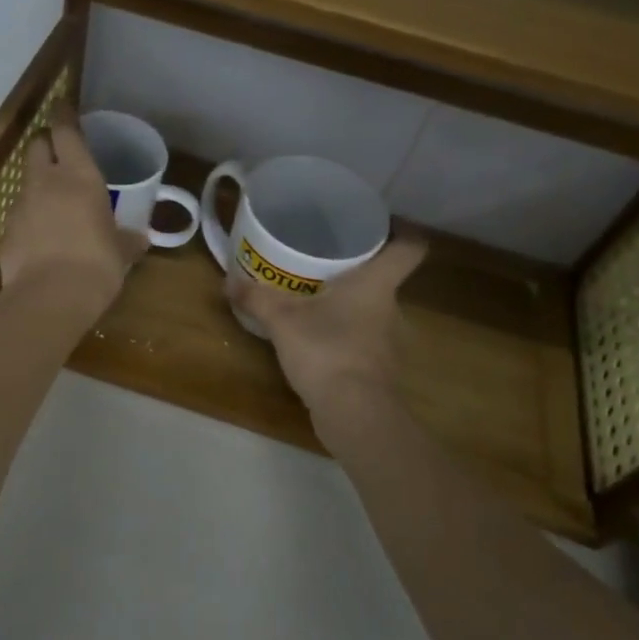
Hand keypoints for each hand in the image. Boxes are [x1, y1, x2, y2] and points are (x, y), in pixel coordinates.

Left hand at [0, 106, 147, 310]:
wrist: (50, 299)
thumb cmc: (97, 266)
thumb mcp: (121, 252)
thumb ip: (127, 240)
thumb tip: (140, 239)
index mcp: (79, 176)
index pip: (66, 132)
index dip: (63, 117)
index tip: (62, 108)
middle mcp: (45, 182)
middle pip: (36, 146)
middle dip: (46, 146)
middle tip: (60, 156)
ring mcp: (20, 206)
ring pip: (26, 182)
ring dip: (38, 186)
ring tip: (54, 206)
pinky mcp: (5, 232)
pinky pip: (18, 216)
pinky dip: (29, 220)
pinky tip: (41, 240)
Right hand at [225, 232, 427, 414]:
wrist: (354, 414)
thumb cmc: (327, 351)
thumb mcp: (282, 320)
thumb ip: (257, 299)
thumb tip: (228, 282)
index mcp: (377, 284)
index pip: (410, 247)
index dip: (403, 232)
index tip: (382, 225)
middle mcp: (391, 308)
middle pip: (385, 280)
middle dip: (358, 272)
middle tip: (326, 264)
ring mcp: (390, 342)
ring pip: (373, 312)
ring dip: (350, 308)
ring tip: (317, 302)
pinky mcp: (380, 370)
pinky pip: (364, 342)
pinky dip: (346, 337)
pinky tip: (319, 340)